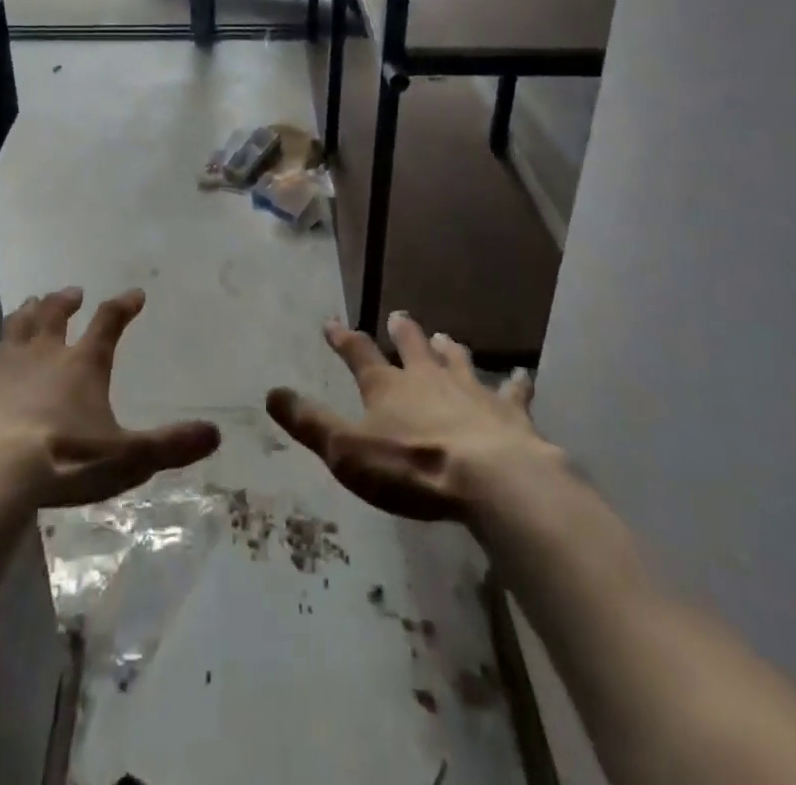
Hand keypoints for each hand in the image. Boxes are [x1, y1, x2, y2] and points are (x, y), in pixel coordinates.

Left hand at [0, 287, 220, 508]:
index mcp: (83, 363)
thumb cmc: (65, 460)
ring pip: (17, 325)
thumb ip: (170, 445)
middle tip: (73, 292)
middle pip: (56, 314)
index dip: (123, 306)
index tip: (134, 294)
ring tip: (33, 301)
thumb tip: (215, 434)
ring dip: (27, 312)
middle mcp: (44, 352)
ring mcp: (4, 364)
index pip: (109, 322)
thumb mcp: (128, 458)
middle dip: (66, 300)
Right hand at [267, 311, 559, 520]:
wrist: (490, 480)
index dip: (344, 339)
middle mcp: (427, 379)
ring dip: (449, 349)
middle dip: (402, 332)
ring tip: (445, 337)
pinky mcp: (508, 412)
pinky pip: (512, 392)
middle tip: (399, 316)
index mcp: (387, 387)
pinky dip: (516, 383)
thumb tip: (271, 393)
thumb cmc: (411, 468)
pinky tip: (524, 375)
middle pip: (412, 347)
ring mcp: (470, 391)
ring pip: (457, 361)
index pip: (358, 354)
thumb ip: (310, 423)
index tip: (332, 323)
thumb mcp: (346, 451)